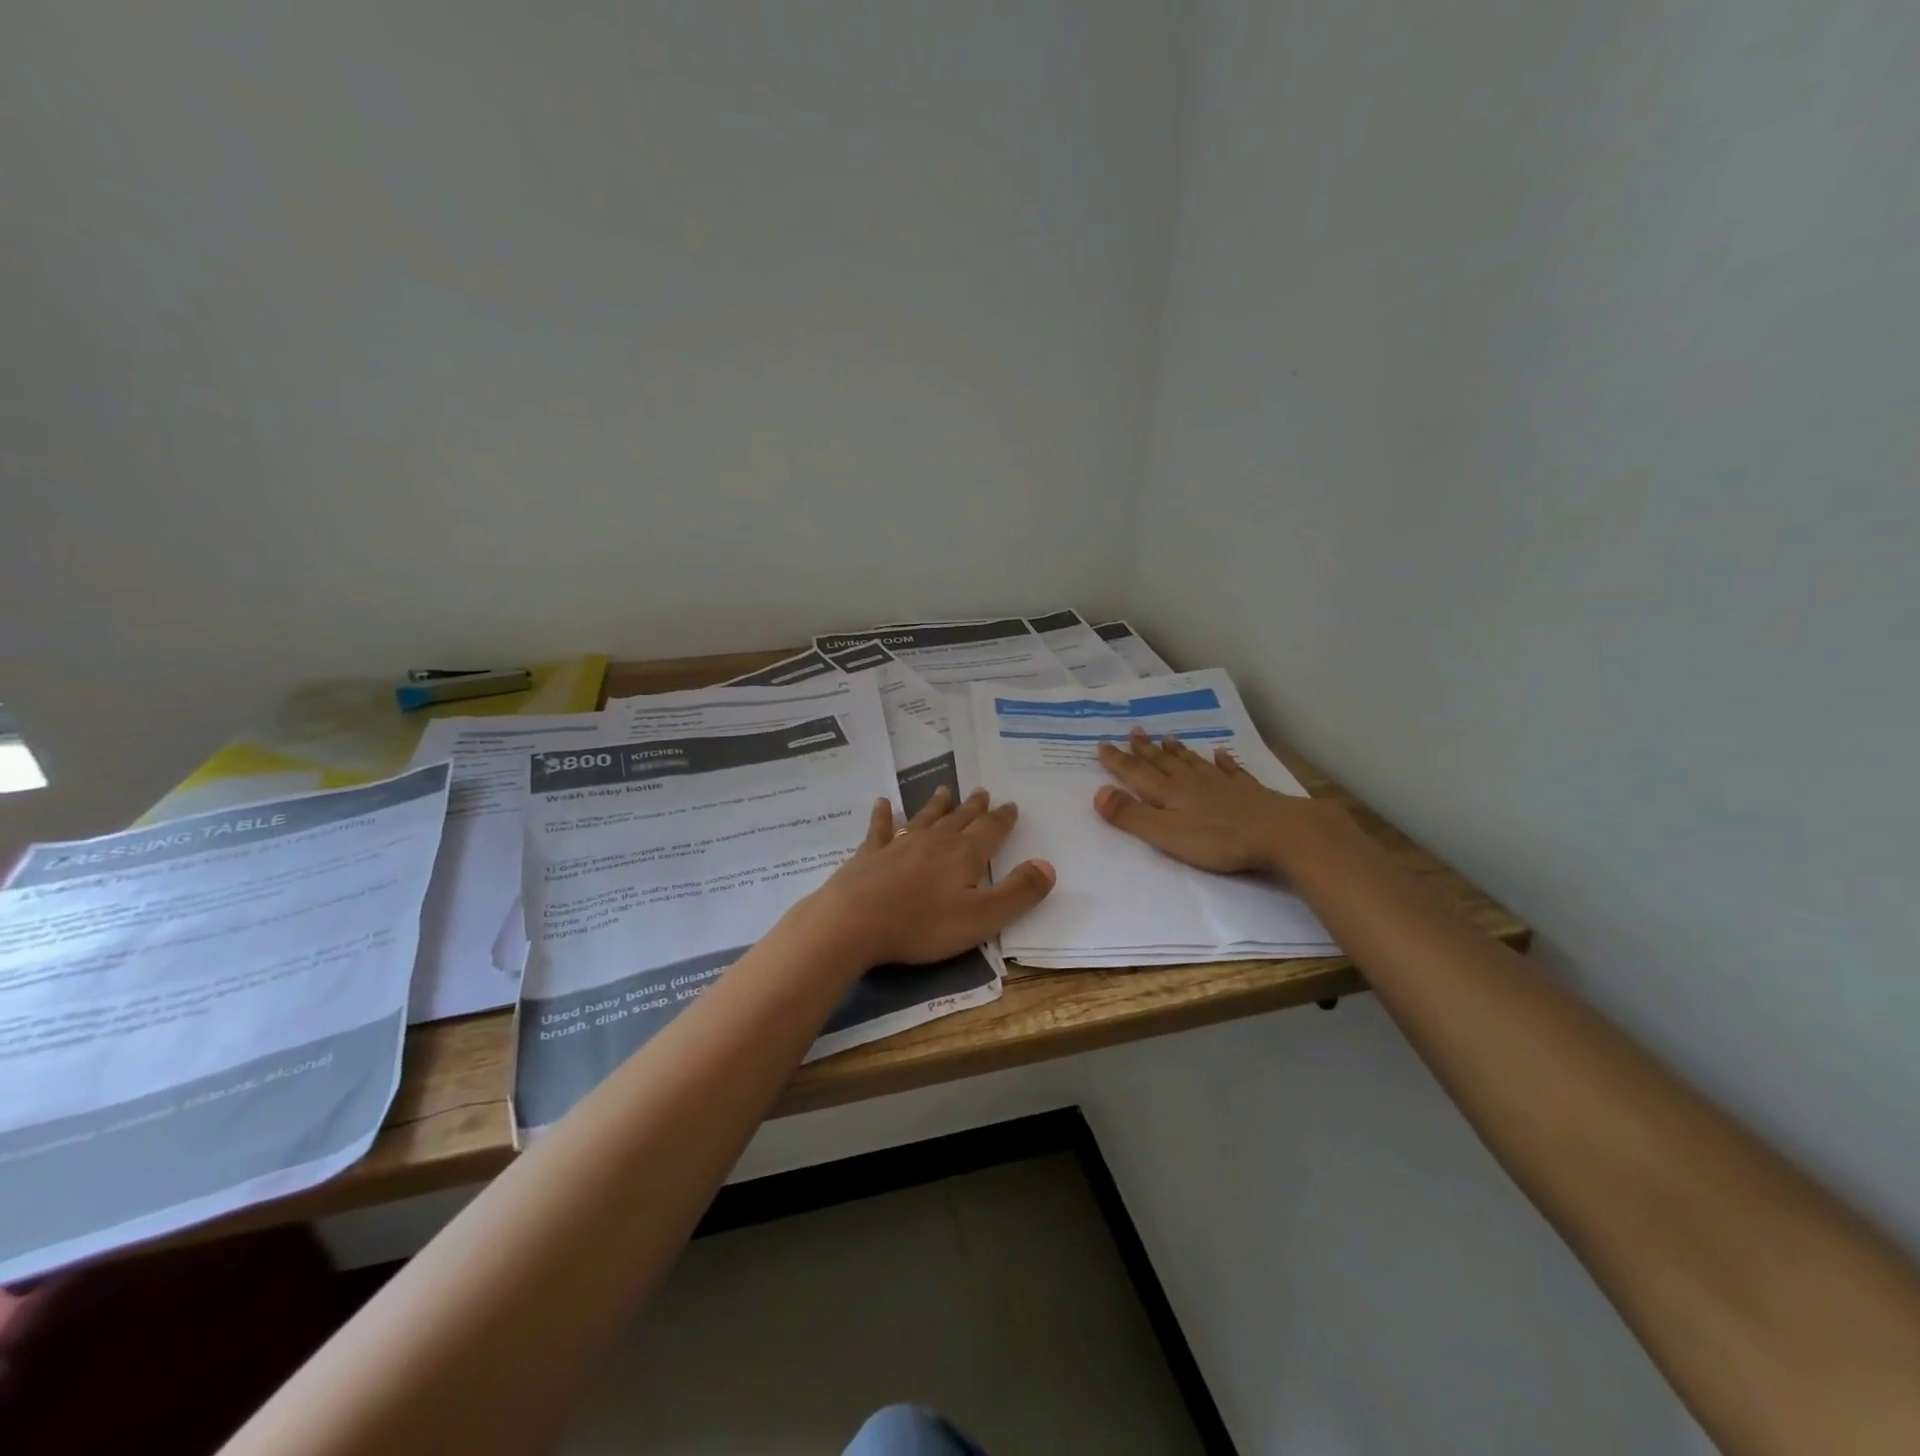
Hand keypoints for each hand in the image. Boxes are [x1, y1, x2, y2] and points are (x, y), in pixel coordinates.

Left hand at [799, 787, 1054, 968]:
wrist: (854, 922)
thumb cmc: (923, 924)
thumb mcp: (982, 917)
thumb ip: (1018, 892)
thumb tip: (1048, 865)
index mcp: (964, 855)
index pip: (990, 830)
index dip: (1002, 818)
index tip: (1010, 805)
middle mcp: (934, 841)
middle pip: (959, 819)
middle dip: (974, 807)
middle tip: (982, 791)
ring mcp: (899, 844)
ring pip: (924, 818)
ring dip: (937, 805)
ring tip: (945, 790)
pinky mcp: (870, 855)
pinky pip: (880, 828)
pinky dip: (883, 815)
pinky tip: (882, 803)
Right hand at [1094, 727, 1345, 874]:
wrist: (1279, 833)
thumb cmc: (1217, 839)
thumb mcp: (1165, 833)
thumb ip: (1131, 815)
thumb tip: (1098, 793)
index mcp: (1169, 793)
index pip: (1136, 773)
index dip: (1118, 761)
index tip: (1102, 745)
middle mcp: (1191, 782)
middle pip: (1163, 762)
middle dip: (1145, 748)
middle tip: (1134, 731)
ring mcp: (1221, 784)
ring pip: (1193, 762)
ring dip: (1177, 750)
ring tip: (1167, 736)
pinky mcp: (1248, 792)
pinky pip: (1230, 770)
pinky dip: (1223, 761)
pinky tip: (1220, 753)